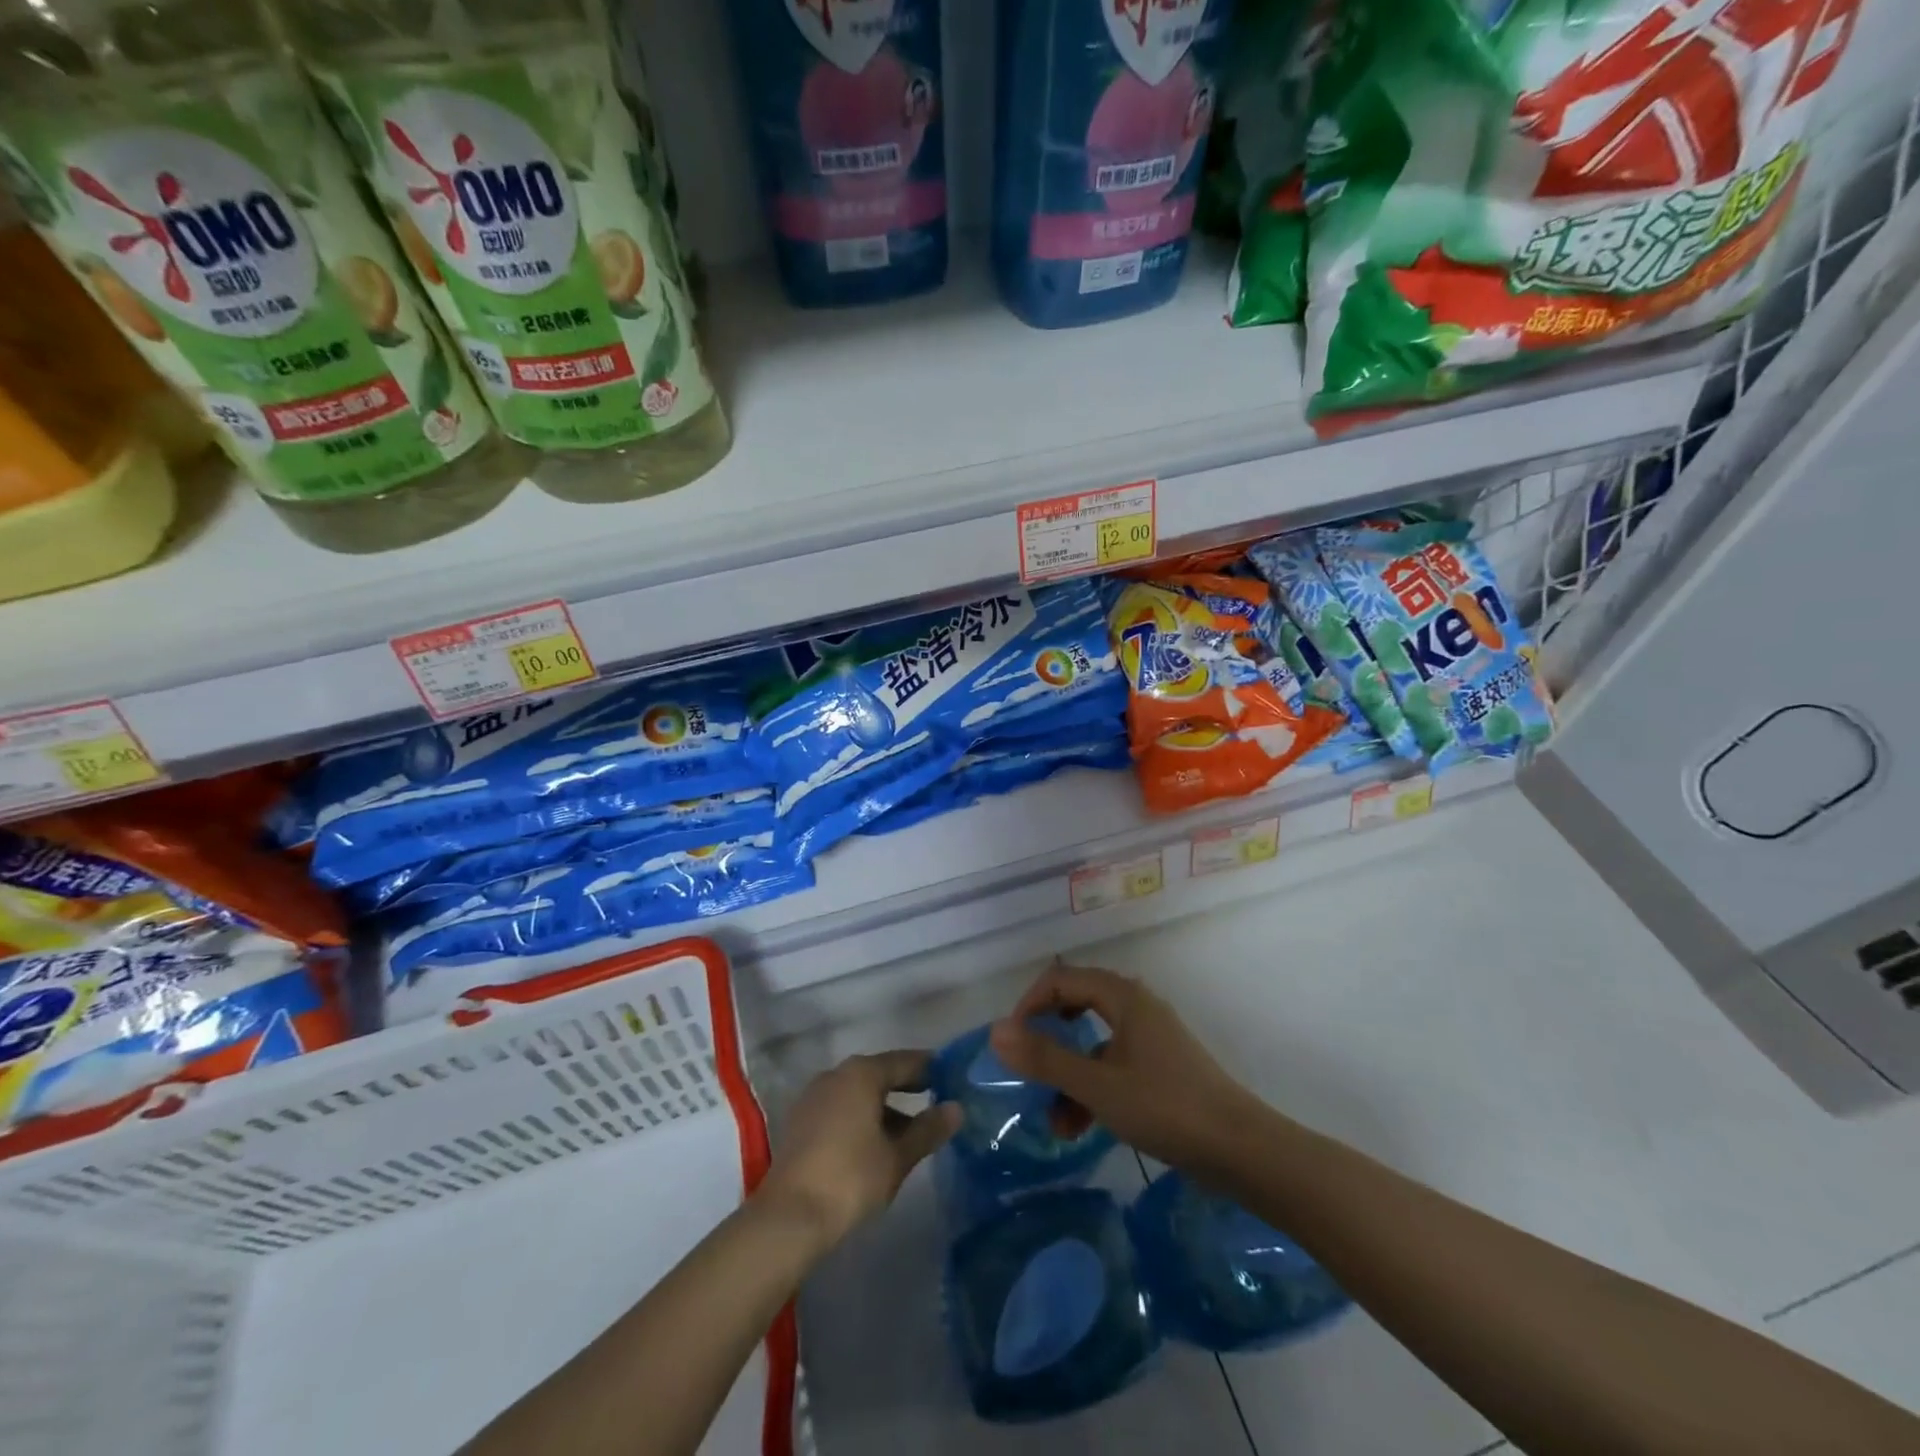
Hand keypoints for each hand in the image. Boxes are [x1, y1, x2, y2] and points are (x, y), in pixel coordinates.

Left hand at [758, 1051, 959, 1255]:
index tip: (950, 1077)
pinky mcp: (801, 1121)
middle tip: (934, 1100)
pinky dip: (861, 1117)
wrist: (789, 1217)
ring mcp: (814, 1096)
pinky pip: (840, 1107)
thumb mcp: (897, 1157)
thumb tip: (956, 1108)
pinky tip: (874, 1143)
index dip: (929, 1068)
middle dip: (906, 1088)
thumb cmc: (851, 1178)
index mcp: (862, 1073)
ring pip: (858, 1092)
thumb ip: (928, 1129)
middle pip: (879, 1074)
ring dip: (883, 1106)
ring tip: (908, 1131)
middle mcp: (836, 1074)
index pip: (904, 1061)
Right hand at [990, 961, 1262, 1174]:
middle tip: (1026, 1067)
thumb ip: (1045, 1059)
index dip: (1030, 1004)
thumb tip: (996, 1031)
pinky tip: (1080, 1128)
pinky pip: (1113, 1066)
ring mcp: (1150, 1037)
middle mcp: (1136, 1007)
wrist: (1242, 1150)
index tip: (1011, 1041)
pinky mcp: (1161, 1067)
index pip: (1062, 979)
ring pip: (1094, 1043)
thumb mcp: (1097, 1086)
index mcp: (1123, 997)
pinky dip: (1092, 1089)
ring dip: (1069, 1076)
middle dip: (1048, 1040)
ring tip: (1054, 1122)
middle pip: (1077, 1006)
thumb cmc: (1165, 1107)